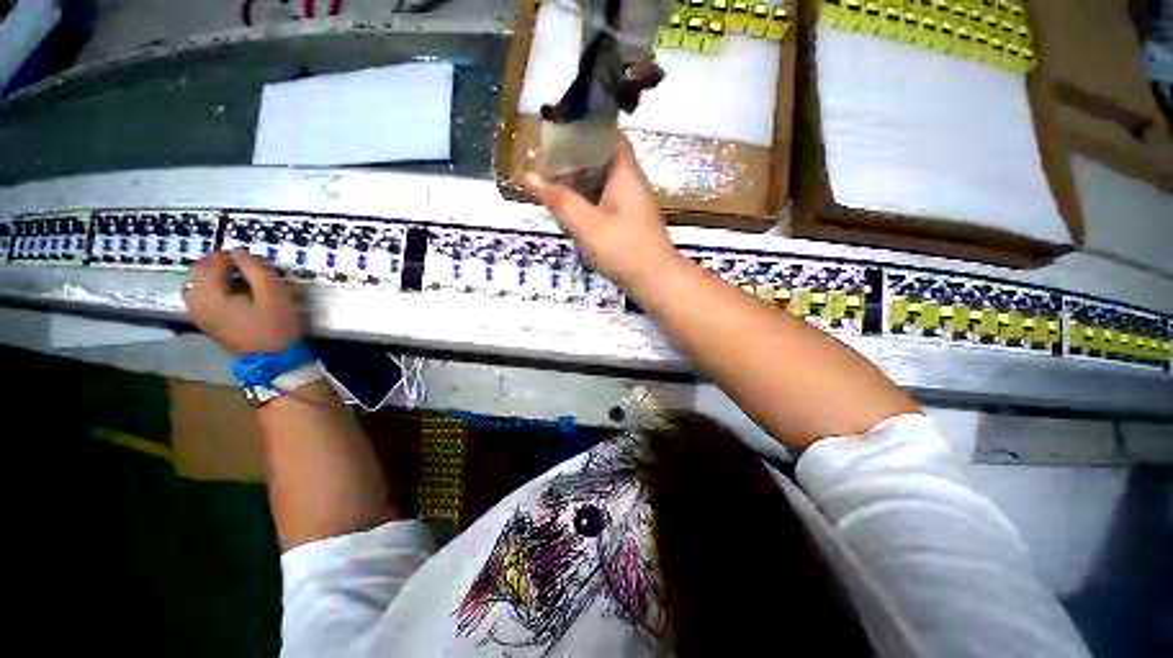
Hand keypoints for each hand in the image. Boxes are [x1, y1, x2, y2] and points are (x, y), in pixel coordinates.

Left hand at [184, 250, 302, 354]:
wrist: (276, 364)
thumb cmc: (276, 326)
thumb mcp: (272, 290)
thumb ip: (252, 266)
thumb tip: (236, 252)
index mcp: (217, 301)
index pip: (211, 267)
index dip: (225, 256)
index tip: (242, 257)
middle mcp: (204, 310)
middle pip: (194, 276)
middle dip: (211, 262)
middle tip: (230, 261)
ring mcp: (205, 321)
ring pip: (191, 289)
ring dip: (205, 275)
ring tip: (223, 272)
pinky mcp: (209, 327)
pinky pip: (195, 302)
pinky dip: (203, 289)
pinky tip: (220, 288)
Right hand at [527, 136, 680, 288]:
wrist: (658, 283)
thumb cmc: (626, 250)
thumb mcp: (588, 226)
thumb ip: (560, 200)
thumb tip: (529, 176)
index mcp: (625, 175)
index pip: (613, 139)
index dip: (591, 129)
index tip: (564, 126)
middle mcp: (628, 183)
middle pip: (602, 158)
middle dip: (575, 154)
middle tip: (544, 153)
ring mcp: (628, 202)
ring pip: (599, 178)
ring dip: (577, 177)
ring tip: (546, 175)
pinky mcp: (625, 219)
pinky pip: (600, 197)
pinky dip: (582, 195)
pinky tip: (563, 203)